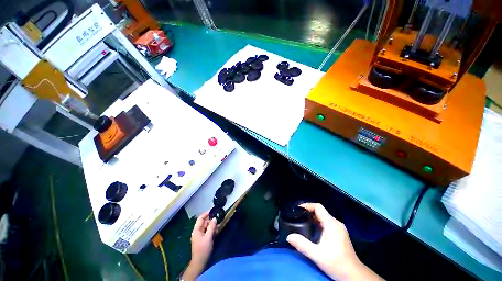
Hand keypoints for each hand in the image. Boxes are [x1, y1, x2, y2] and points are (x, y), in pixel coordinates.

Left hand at [183, 211, 216, 279]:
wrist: (200, 262)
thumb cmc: (203, 249)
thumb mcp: (208, 237)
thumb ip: (211, 227)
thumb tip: (214, 218)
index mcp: (196, 230)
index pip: (200, 218)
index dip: (206, 214)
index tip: (213, 210)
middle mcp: (198, 231)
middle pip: (204, 222)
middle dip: (211, 219)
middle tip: (218, 217)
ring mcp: (200, 236)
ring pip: (207, 227)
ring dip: (213, 225)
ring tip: (219, 223)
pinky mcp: (203, 239)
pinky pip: (208, 231)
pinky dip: (212, 230)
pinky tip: (218, 229)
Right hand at [287, 203, 382, 280]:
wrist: (353, 275)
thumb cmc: (337, 264)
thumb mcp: (318, 255)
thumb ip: (302, 245)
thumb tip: (289, 237)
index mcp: (332, 224)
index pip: (318, 207)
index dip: (307, 205)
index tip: (297, 209)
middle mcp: (336, 223)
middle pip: (320, 211)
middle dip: (308, 212)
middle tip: (296, 216)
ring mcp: (338, 228)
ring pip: (323, 217)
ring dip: (312, 217)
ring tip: (301, 221)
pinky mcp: (339, 233)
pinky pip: (325, 222)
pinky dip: (317, 223)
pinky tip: (311, 229)